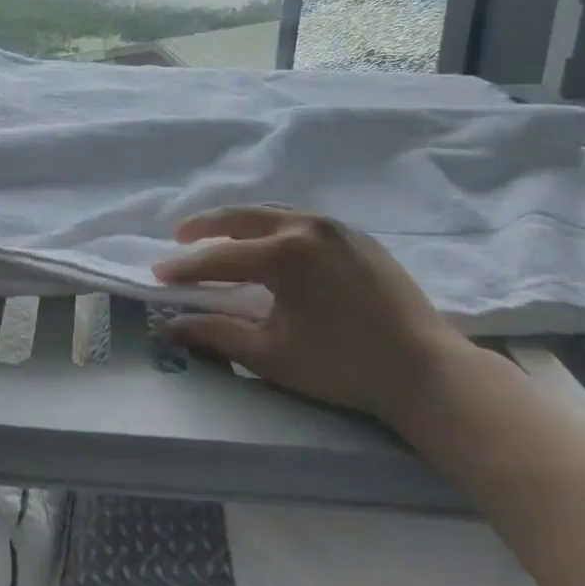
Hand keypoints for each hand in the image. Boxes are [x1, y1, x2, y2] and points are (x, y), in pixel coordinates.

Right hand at [152, 205, 469, 426]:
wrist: (427, 372)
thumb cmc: (343, 366)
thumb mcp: (271, 353)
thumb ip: (215, 333)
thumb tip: (168, 326)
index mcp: (285, 253)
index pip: (220, 257)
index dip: (185, 268)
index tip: (157, 274)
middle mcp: (307, 226)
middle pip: (243, 217)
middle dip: (206, 226)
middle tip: (180, 238)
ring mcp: (336, 227)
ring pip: (274, 213)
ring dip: (240, 223)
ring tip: (218, 236)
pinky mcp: (357, 237)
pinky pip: (303, 221)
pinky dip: (274, 227)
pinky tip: (269, 244)